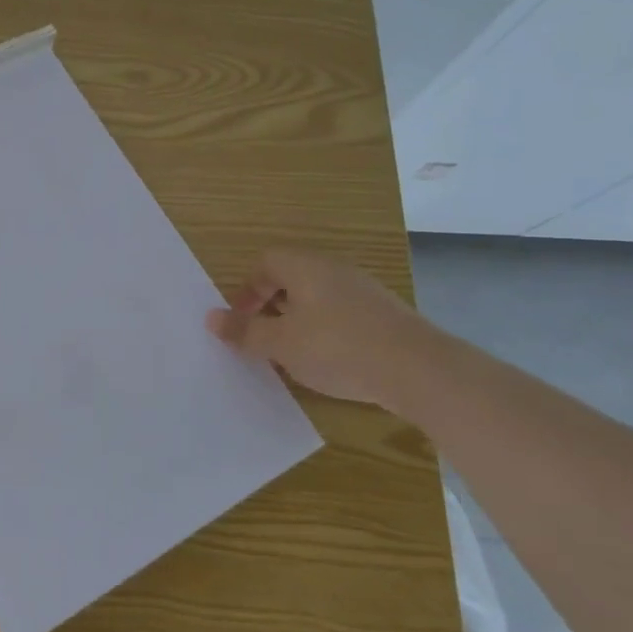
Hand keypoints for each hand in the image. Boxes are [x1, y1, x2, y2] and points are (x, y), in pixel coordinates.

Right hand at [206, 249, 442, 408]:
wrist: (421, 370)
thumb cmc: (338, 348)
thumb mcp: (281, 345)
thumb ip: (245, 332)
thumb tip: (211, 319)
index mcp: (305, 267)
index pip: (265, 261)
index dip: (247, 288)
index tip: (242, 320)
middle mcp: (334, 269)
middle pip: (291, 277)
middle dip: (271, 305)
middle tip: (262, 337)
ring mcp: (364, 290)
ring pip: (317, 297)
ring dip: (298, 320)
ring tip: (293, 353)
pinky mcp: (386, 314)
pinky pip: (342, 313)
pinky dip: (326, 330)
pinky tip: (330, 361)